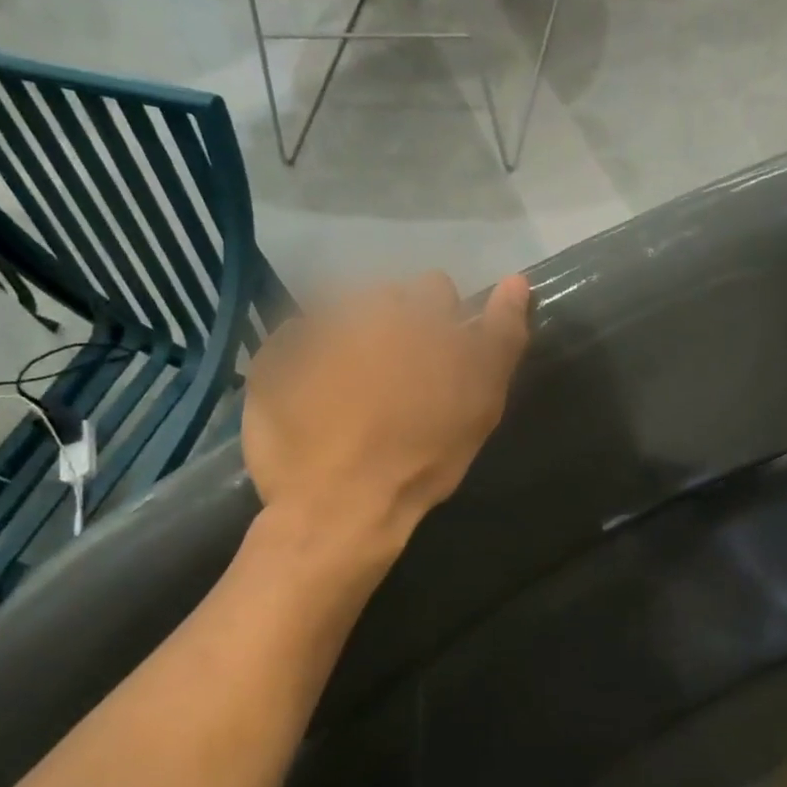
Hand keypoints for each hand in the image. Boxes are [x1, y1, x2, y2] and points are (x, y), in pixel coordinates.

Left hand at [242, 272, 531, 535]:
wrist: (339, 504)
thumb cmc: (423, 456)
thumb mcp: (482, 401)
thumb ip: (502, 336)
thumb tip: (515, 281)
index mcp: (415, 314)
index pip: (437, 290)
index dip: (443, 323)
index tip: (440, 360)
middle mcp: (360, 308)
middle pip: (386, 297)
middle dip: (395, 325)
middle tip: (397, 377)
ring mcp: (310, 331)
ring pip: (341, 314)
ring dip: (350, 339)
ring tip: (351, 390)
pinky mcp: (270, 359)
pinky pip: (293, 342)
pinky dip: (304, 361)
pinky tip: (313, 400)